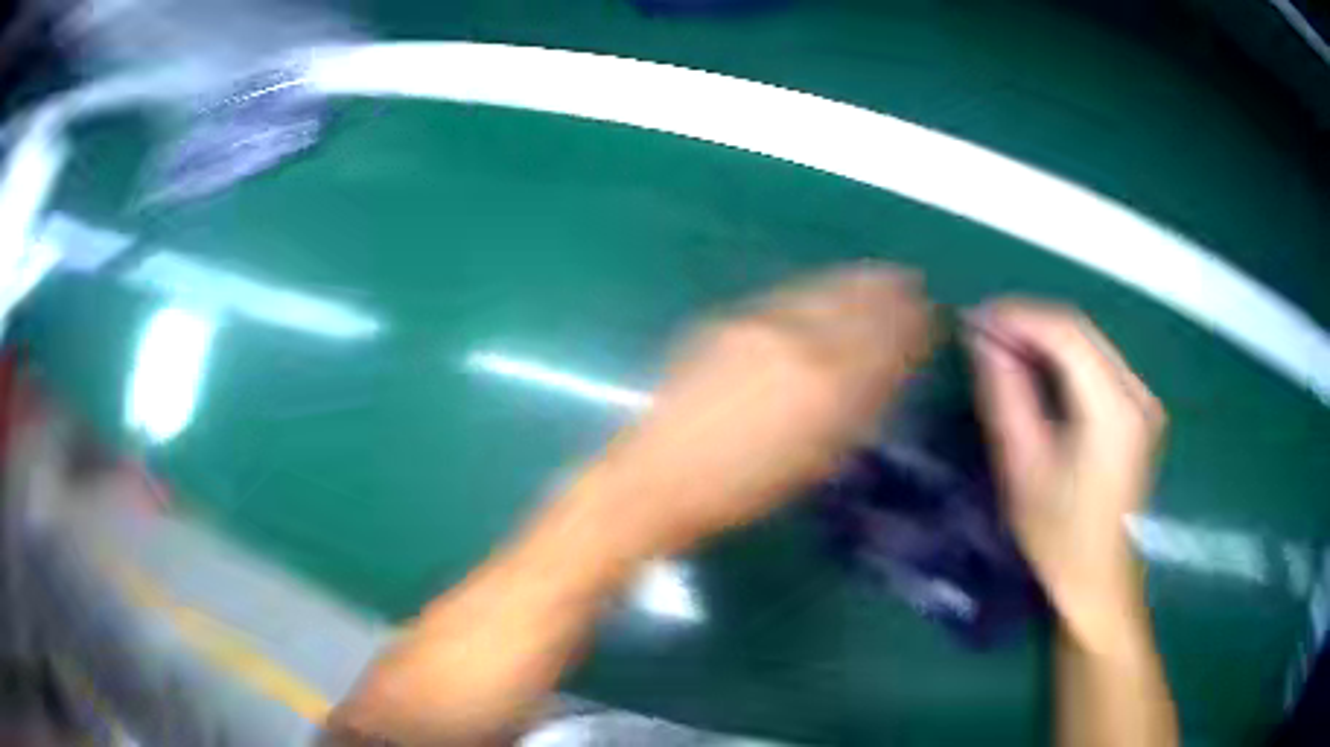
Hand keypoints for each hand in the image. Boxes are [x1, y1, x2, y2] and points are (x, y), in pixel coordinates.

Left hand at [605, 263, 933, 553]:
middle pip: (856, 304)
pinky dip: (818, 288)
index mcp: (826, 383)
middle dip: (889, 291)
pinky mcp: (728, 319)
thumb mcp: (817, 458)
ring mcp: (758, 323)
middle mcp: (797, 339)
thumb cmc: (744, 488)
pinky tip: (826, 288)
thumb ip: (858, 408)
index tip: (930, 313)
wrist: (659, 474)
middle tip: (912, 283)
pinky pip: (788, 295)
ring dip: (856, 281)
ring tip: (880, 275)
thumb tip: (888, 371)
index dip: (911, 324)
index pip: (883, 340)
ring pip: (822, 290)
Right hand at [969, 300, 1164, 651]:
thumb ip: (1005, 395)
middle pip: (1080, 331)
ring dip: (1045, 340)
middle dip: (1029, 324)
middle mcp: (1138, 392)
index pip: (1065, 332)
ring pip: (1090, 343)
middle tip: (983, 334)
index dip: (1017, 317)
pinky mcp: (1141, 411)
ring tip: (1003, 351)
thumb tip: (983, 339)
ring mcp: (1144, 400)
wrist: (1099, 584)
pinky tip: (1038, 372)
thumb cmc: (1059, 539)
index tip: (974, 321)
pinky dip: (1064, 360)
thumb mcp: (1023, 468)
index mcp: (1115, 408)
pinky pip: (1099, 365)